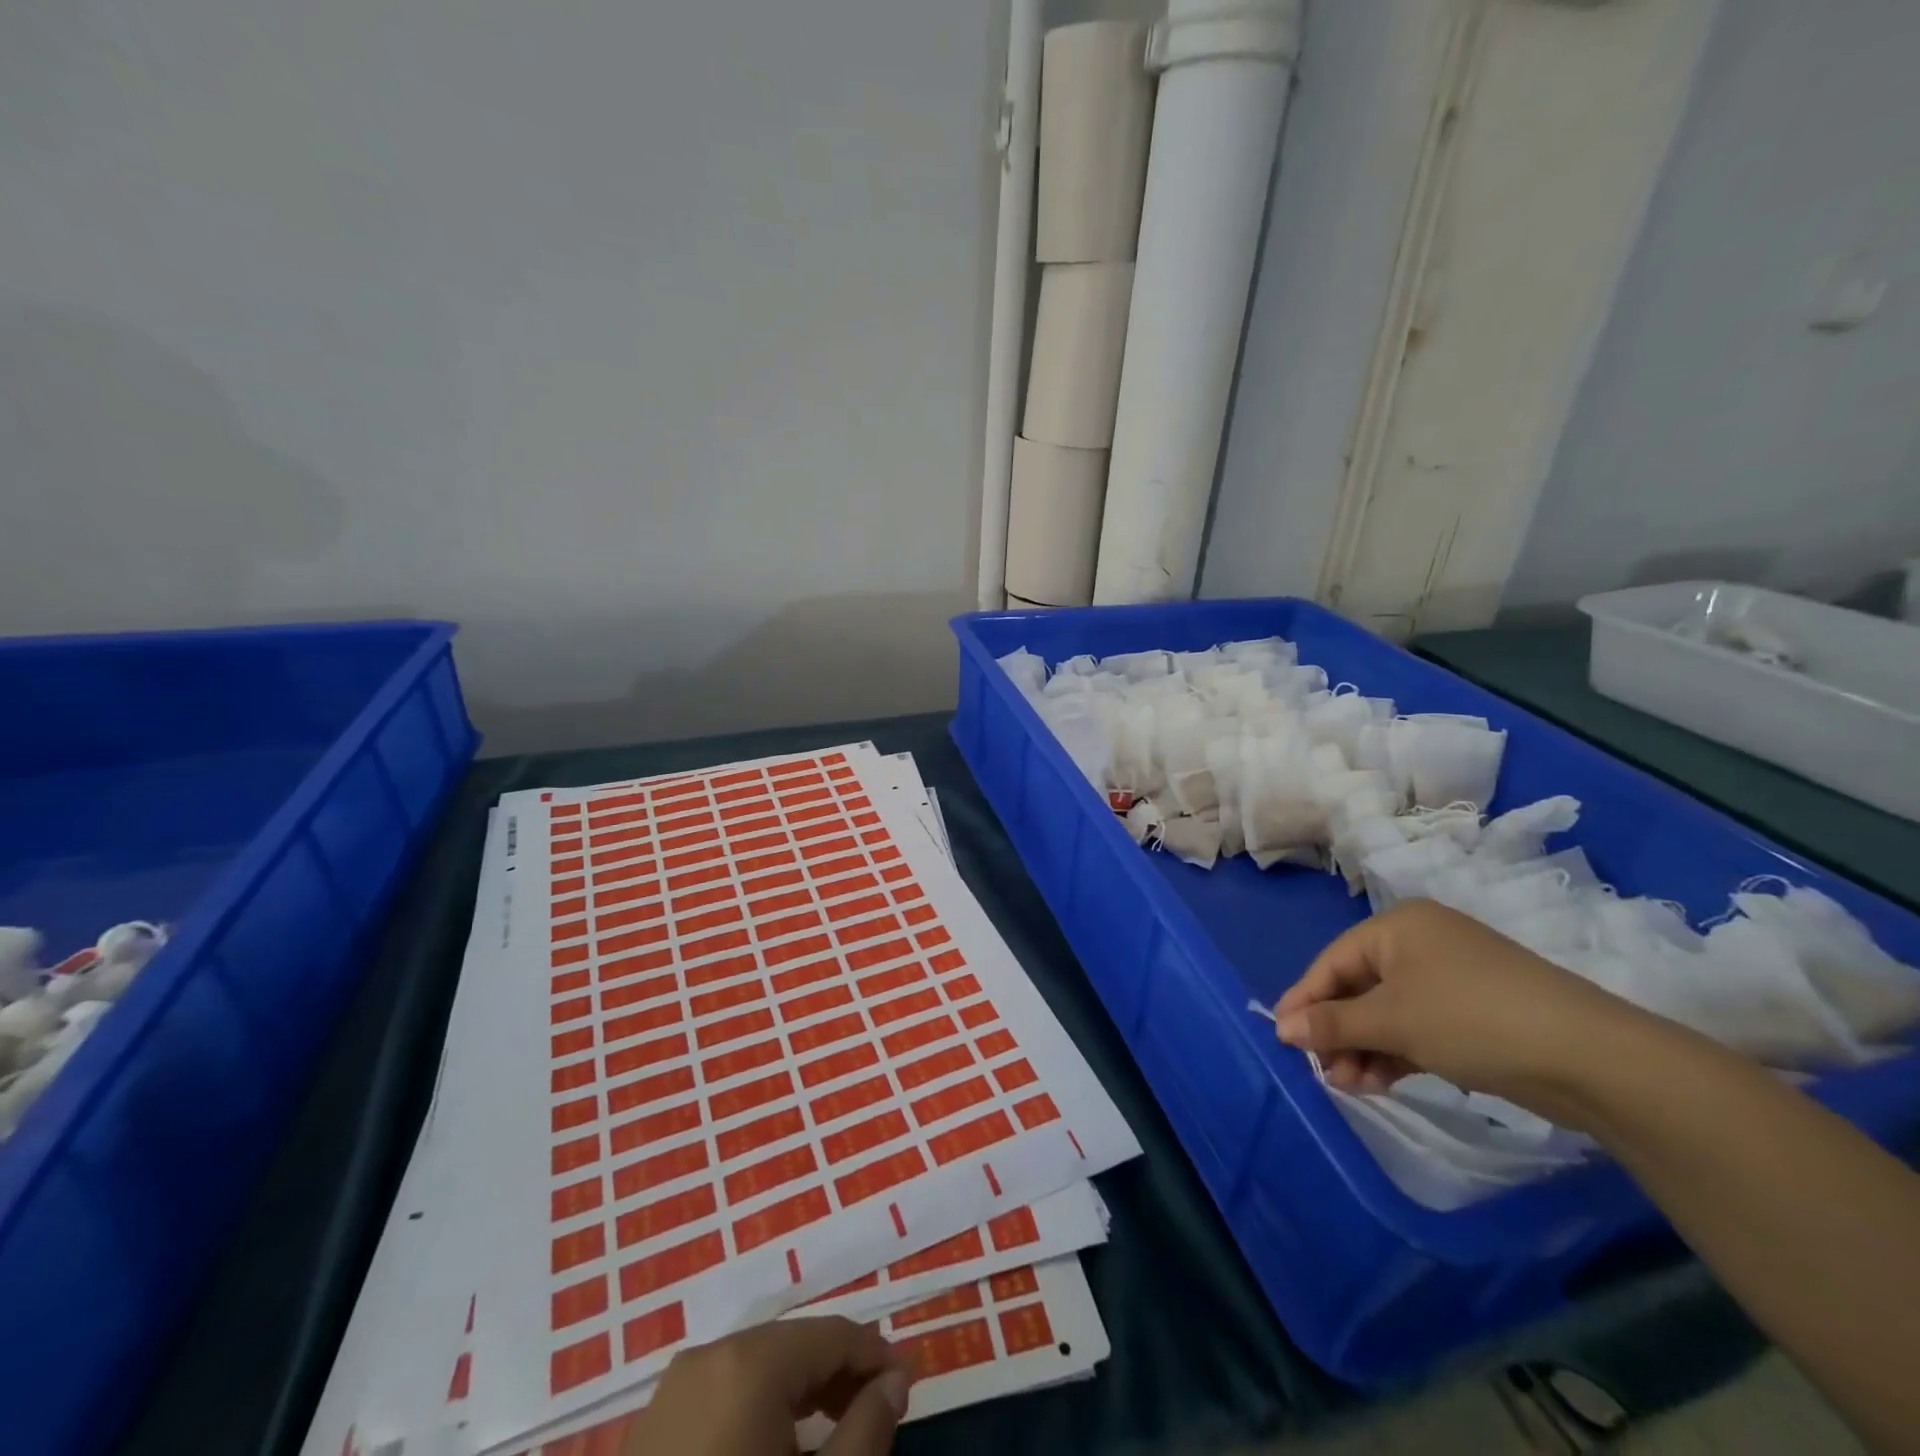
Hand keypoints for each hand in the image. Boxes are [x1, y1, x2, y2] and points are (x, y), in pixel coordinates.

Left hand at [623, 1316, 910, 1455]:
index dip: (876, 1355)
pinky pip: (724, 1392)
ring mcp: (674, 1387)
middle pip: (794, 1346)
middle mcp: (711, 1354)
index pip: (832, 1335)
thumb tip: (896, 1381)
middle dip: (840, 1375)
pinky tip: (779, 1445)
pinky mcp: (651, 1424)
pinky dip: (761, 1407)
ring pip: (759, 1368)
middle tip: (879, 1410)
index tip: (909, 1382)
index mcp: (750, 1361)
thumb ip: (866, 1431)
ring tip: (837, 1428)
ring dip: (803, 1391)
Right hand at [1273, 898, 1648, 1126]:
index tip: (1283, 1038)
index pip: (1333, 962)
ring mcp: (1450, 978)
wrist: (1592, 1058)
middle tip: (1324, 1073)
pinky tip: (1380, 1081)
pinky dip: (1396, 1051)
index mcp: (1397, 927)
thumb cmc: (1471, 1019)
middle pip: (1359, 987)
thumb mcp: (1393, 1021)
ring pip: (1388, 1011)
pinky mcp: (1474, 1012)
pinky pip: (1417, 1026)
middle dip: (1338, 1031)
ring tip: (1351, 1087)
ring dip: (1364, 1047)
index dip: (1305, 1000)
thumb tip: (1281, 1029)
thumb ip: (1332, 1024)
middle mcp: (1420, 944)